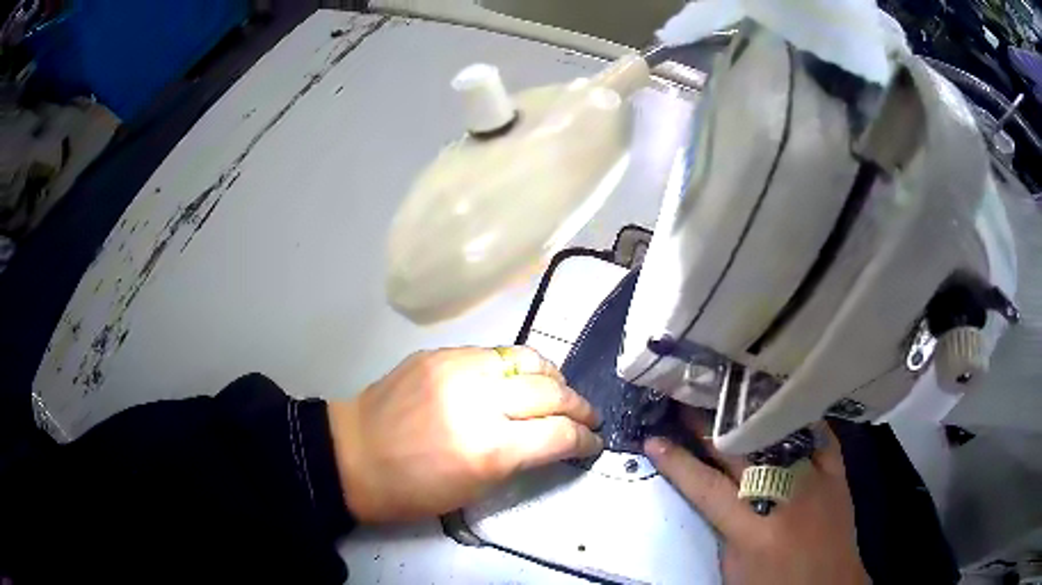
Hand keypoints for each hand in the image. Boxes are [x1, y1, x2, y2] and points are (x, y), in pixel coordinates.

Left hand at [328, 346, 602, 522]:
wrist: (352, 455)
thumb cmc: (412, 489)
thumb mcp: (475, 489)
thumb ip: (519, 459)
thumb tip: (551, 440)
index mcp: (488, 449)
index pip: (558, 434)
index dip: (584, 439)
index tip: (593, 443)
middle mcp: (478, 401)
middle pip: (550, 392)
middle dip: (578, 406)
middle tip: (586, 417)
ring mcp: (457, 369)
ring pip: (526, 360)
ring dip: (553, 377)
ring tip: (559, 390)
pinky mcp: (440, 353)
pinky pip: (493, 353)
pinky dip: (516, 367)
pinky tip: (517, 378)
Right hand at [645, 410, 868, 584]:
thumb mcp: (735, 570)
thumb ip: (725, 530)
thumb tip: (713, 493)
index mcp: (754, 533)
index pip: (707, 489)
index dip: (678, 464)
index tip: (653, 440)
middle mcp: (786, 499)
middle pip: (741, 454)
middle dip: (709, 427)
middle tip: (686, 400)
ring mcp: (816, 480)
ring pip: (778, 437)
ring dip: (748, 417)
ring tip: (726, 397)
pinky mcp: (837, 474)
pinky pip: (819, 436)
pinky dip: (800, 419)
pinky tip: (783, 402)